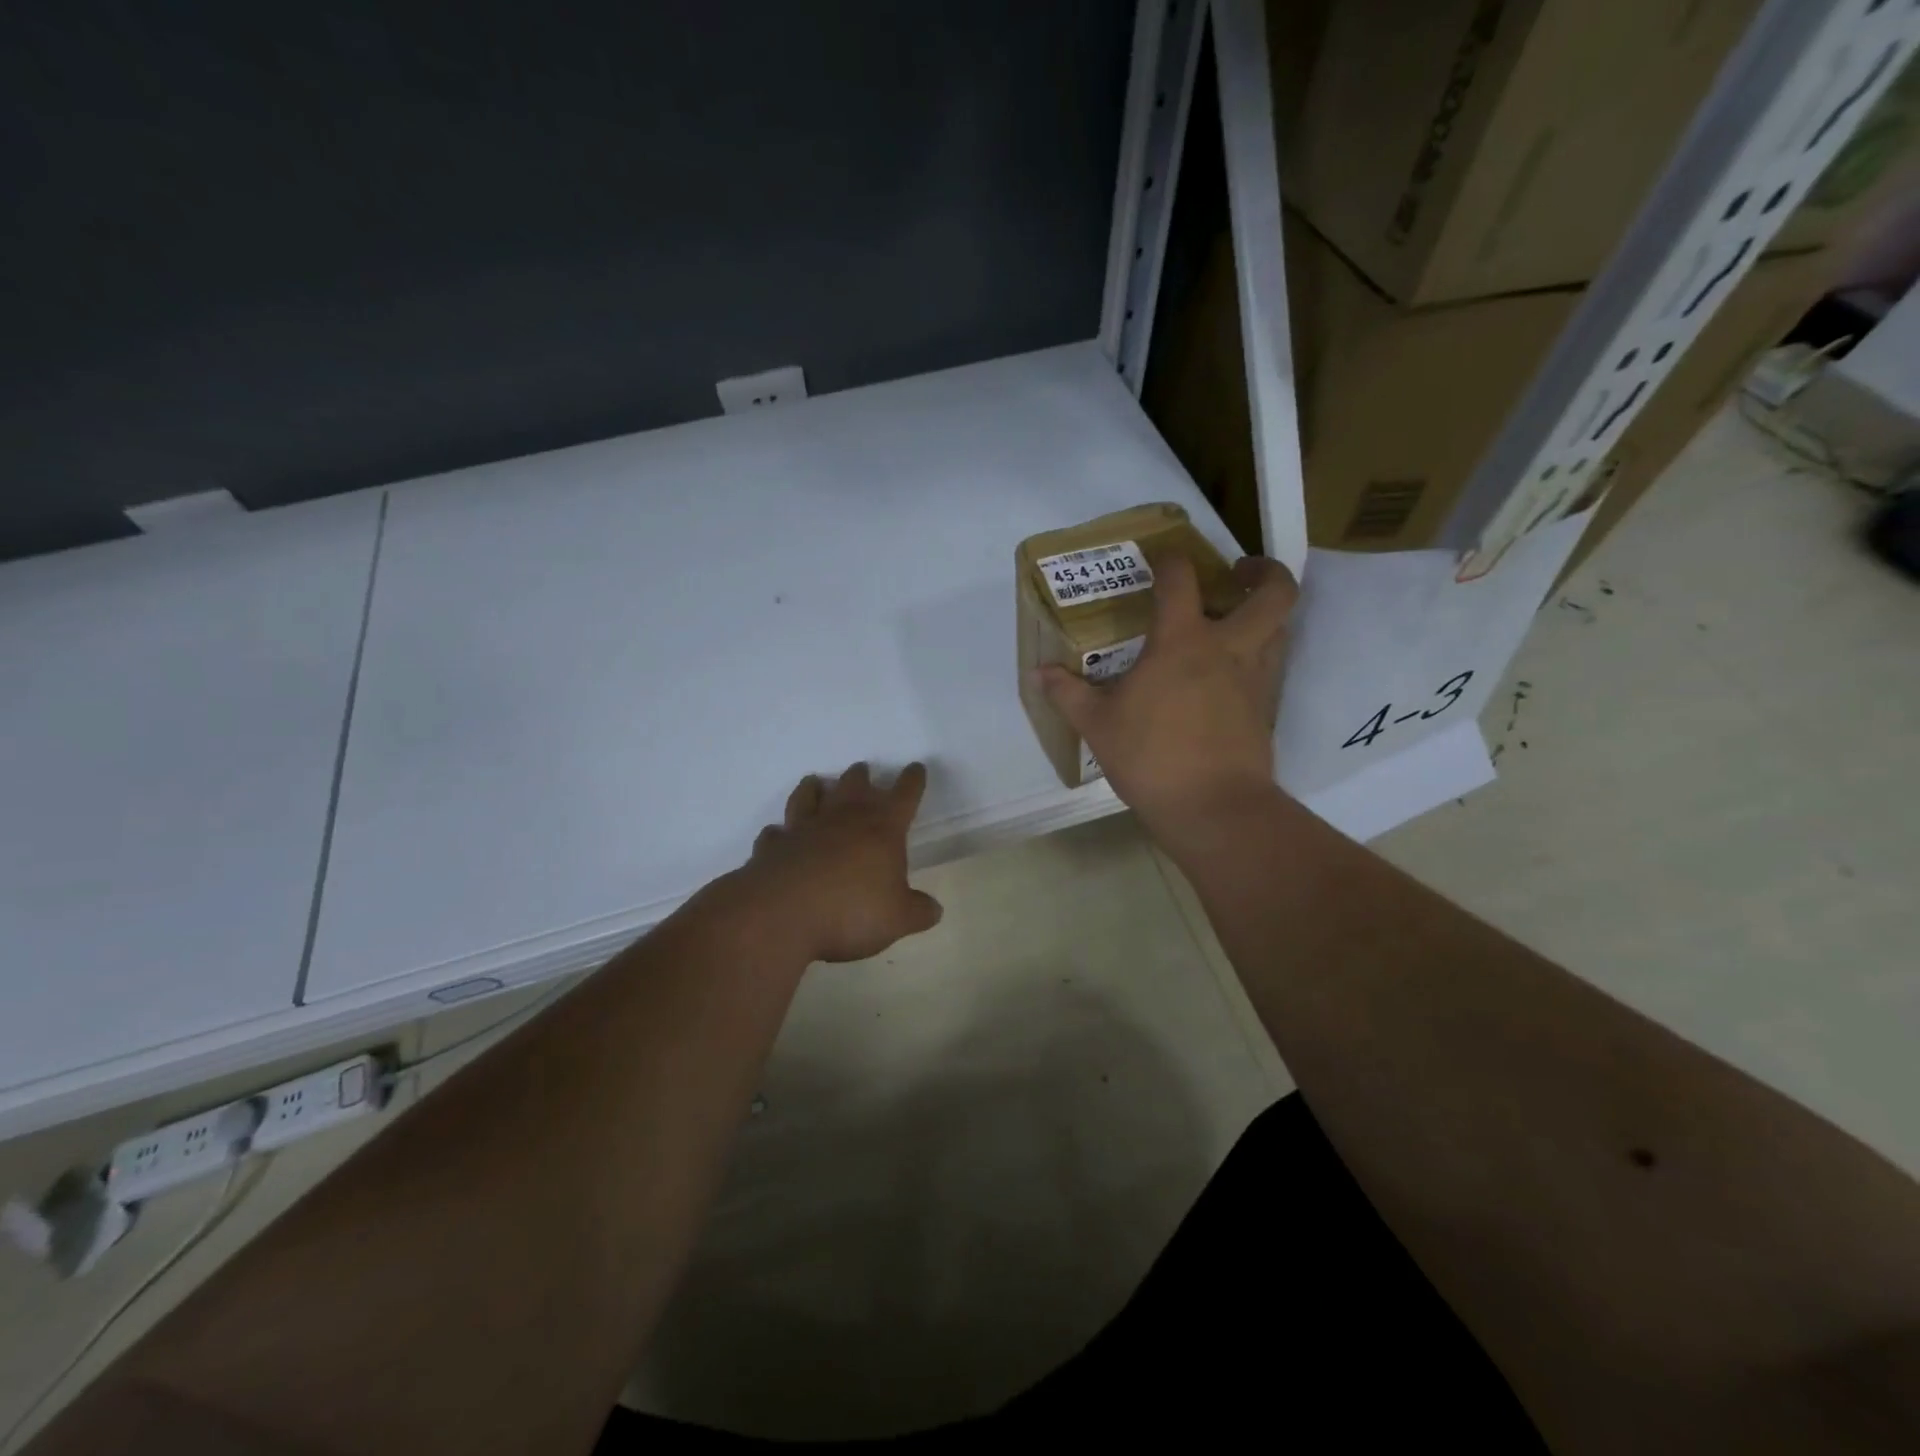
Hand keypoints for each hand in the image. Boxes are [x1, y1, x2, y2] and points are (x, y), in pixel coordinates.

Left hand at [736, 762, 943, 963]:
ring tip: (816, 782)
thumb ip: (918, 911)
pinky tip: (779, 834)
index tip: (916, 768)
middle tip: (863, 770)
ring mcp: (803, 829)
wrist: (781, 915)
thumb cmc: (851, 911)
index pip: (903, 795)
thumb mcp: (897, 919)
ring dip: (814, 788)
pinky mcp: (772, 847)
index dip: (912, 781)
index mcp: (881, 828)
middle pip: (854, 785)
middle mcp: (842, 819)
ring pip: (808, 797)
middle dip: (861, 777)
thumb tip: (934, 909)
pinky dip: (779, 832)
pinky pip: (775, 833)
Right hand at [1034, 554, 1296, 834]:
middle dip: (1263, 571)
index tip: (1161, 558)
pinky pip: (1273, 666)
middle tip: (1238, 573)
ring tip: (1237, 620)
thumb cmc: (1151, 758)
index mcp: (1182, 642)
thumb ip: (1068, 693)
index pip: (1181, 580)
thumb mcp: (1097, 725)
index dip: (1171, 560)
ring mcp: (1255, 679)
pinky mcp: (1266, 709)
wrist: (1214, 808)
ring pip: (1282, 627)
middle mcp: (1229, 648)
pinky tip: (1230, 674)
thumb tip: (1038, 672)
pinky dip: (1260, 655)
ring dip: (1266, 614)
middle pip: (1273, 592)